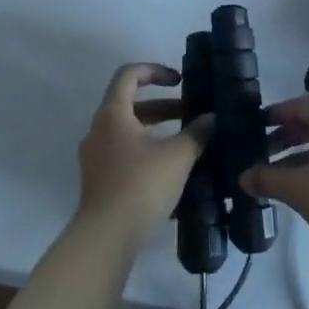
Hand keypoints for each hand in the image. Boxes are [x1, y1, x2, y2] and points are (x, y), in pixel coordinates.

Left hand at [76, 64, 212, 238]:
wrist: (106, 237)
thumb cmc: (141, 185)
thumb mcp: (178, 156)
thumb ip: (197, 133)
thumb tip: (213, 118)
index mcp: (112, 114)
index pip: (129, 75)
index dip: (155, 70)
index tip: (179, 80)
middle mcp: (98, 129)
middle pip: (130, 104)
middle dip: (163, 106)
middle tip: (191, 113)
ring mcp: (94, 156)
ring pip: (128, 131)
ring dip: (156, 130)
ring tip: (185, 142)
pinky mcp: (98, 180)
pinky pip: (123, 153)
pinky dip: (146, 150)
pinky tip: (169, 169)